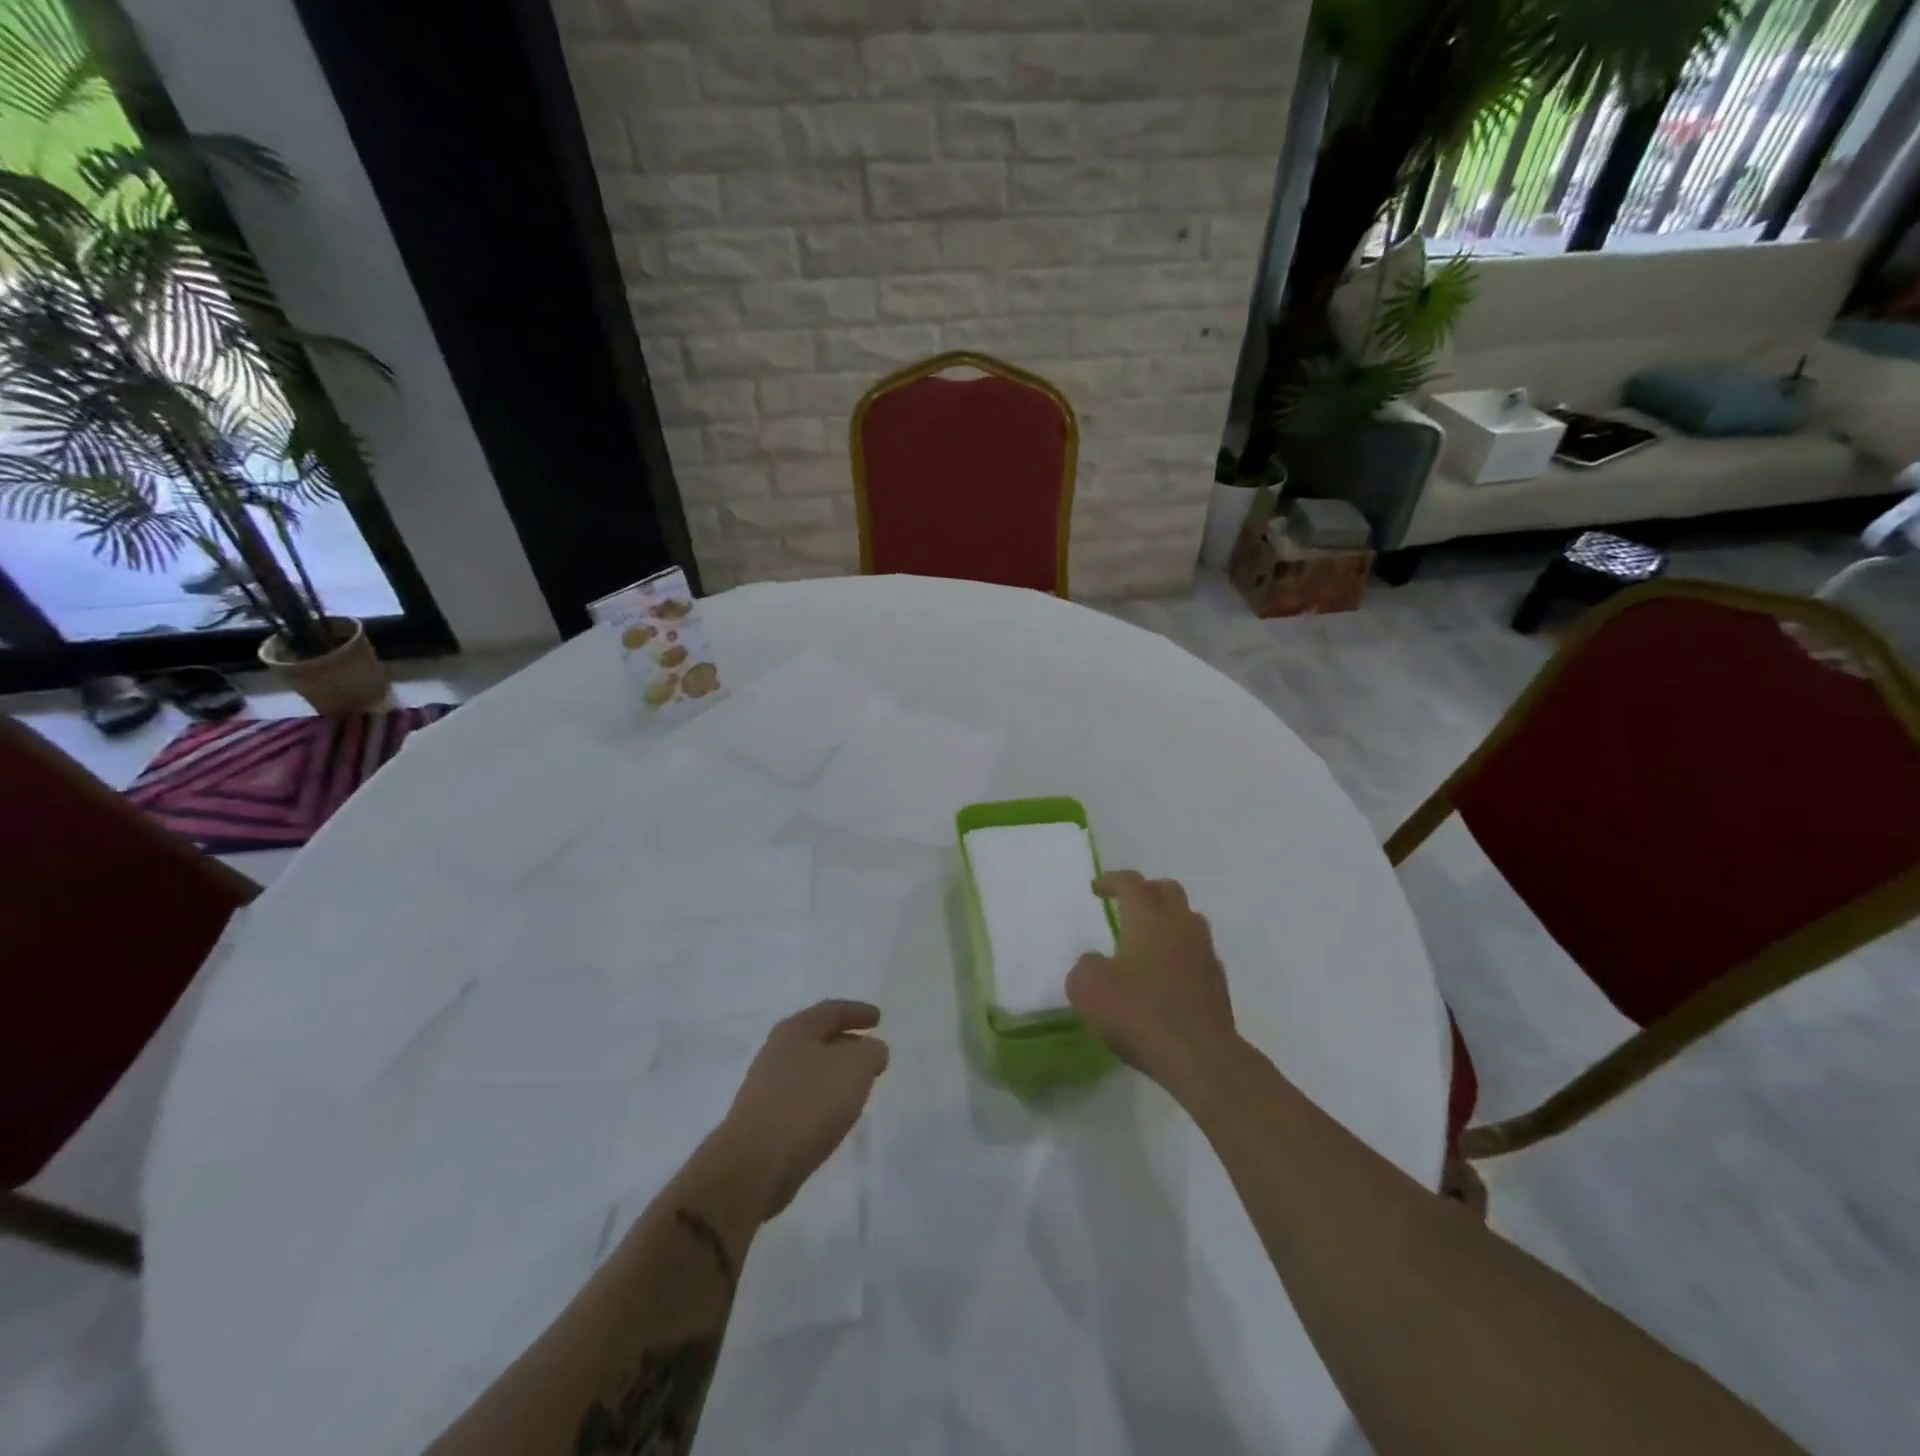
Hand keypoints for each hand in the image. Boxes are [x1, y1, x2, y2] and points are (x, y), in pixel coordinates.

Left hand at [717, 1000, 888, 1218]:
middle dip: (847, 1042)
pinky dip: (823, 1098)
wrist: (754, 1165)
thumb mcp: (855, 1067)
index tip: (878, 1019)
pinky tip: (834, 1114)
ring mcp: (767, 1086)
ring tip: (858, 1085)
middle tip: (871, 1052)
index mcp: (796, 1029)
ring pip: (810, 1069)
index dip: (858, 1012)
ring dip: (835, 1073)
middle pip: (818, 1038)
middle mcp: (777, 1051)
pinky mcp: (764, 1119)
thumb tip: (871, 1051)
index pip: (832, 1010)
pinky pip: (803, 1097)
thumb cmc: (809, 1103)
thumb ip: (871, 1051)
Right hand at [1067, 870, 1237, 1092]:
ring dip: (1168, 921)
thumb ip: (1086, 966)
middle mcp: (1181, 925)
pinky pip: (1197, 953)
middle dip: (1146, 892)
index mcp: (1148, 917)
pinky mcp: (1218, 983)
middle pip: (1168, 891)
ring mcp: (1205, 953)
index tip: (1098, 888)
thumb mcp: (1087, 988)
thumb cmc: (1139, 1013)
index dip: (1112, 880)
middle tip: (1126, 906)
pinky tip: (1165, 976)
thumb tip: (1097, 962)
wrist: (1200, 1057)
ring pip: (1188, 920)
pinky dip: (1180, 954)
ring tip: (1147, 941)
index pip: (1131, 883)